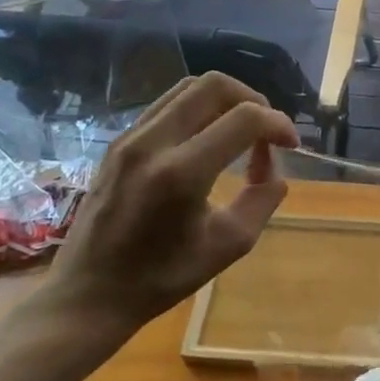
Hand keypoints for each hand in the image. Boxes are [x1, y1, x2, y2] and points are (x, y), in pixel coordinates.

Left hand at [39, 73, 299, 340]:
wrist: (88, 295)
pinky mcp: (119, 141)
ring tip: (241, 130)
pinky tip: (209, 138)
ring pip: (190, 87)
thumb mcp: (228, 245)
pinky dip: (200, 108)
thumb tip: (274, 167)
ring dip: (226, 100)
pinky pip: (168, 104)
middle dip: (254, 100)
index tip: (291, 144)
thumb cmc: (161, 278)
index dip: (278, 123)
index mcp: (181, 173)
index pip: (244, 118)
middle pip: (216, 85)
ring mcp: (130, 137)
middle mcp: (153, 143)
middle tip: (267, 130)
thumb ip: (263, 199)